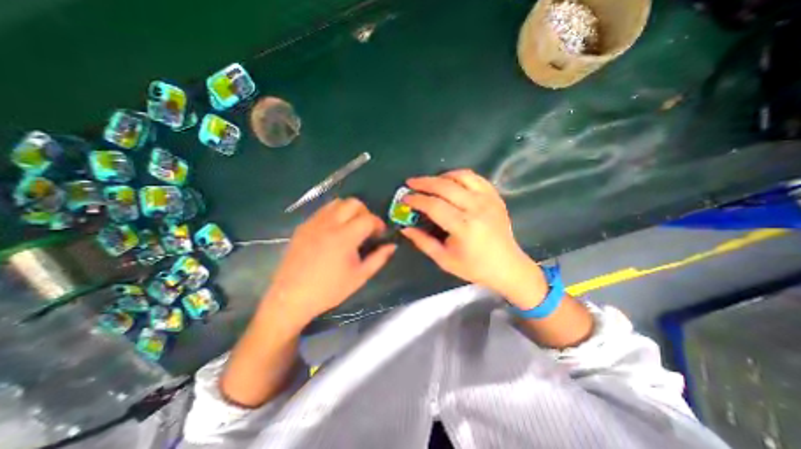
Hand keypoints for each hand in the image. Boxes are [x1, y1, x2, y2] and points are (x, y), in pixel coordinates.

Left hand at [264, 197, 395, 324]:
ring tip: (350, 227)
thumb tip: (392, 246)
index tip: (380, 234)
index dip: (379, 224)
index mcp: (345, 237)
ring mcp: (314, 223)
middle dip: (365, 212)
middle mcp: (329, 224)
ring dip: (349, 210)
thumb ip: (379, 258)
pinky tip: (333, 231)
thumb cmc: (329, 289)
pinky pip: (322, 211)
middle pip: (353, 203)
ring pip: (337, 203)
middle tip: (366, 228)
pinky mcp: (303, 227)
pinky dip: (334, 214)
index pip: (368, 218)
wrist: (291, 297)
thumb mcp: (359, 277)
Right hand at [404, 168, 547, 307]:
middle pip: (445, 186)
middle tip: (410, 183)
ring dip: (441, 176)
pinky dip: (459, 175)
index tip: (404, 198)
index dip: (416, 200)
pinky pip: (475, 178)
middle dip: (424, 182)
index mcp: (463, 227)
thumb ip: (423, 242)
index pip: (434, 206)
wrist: (507, 265)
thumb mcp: (444, 259)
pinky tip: (450, 181)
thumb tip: (404, 228)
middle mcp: (476, 208)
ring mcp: (488, 200)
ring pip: (461, 176)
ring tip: (430, 182)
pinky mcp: (495, 197)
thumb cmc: (474, 266)